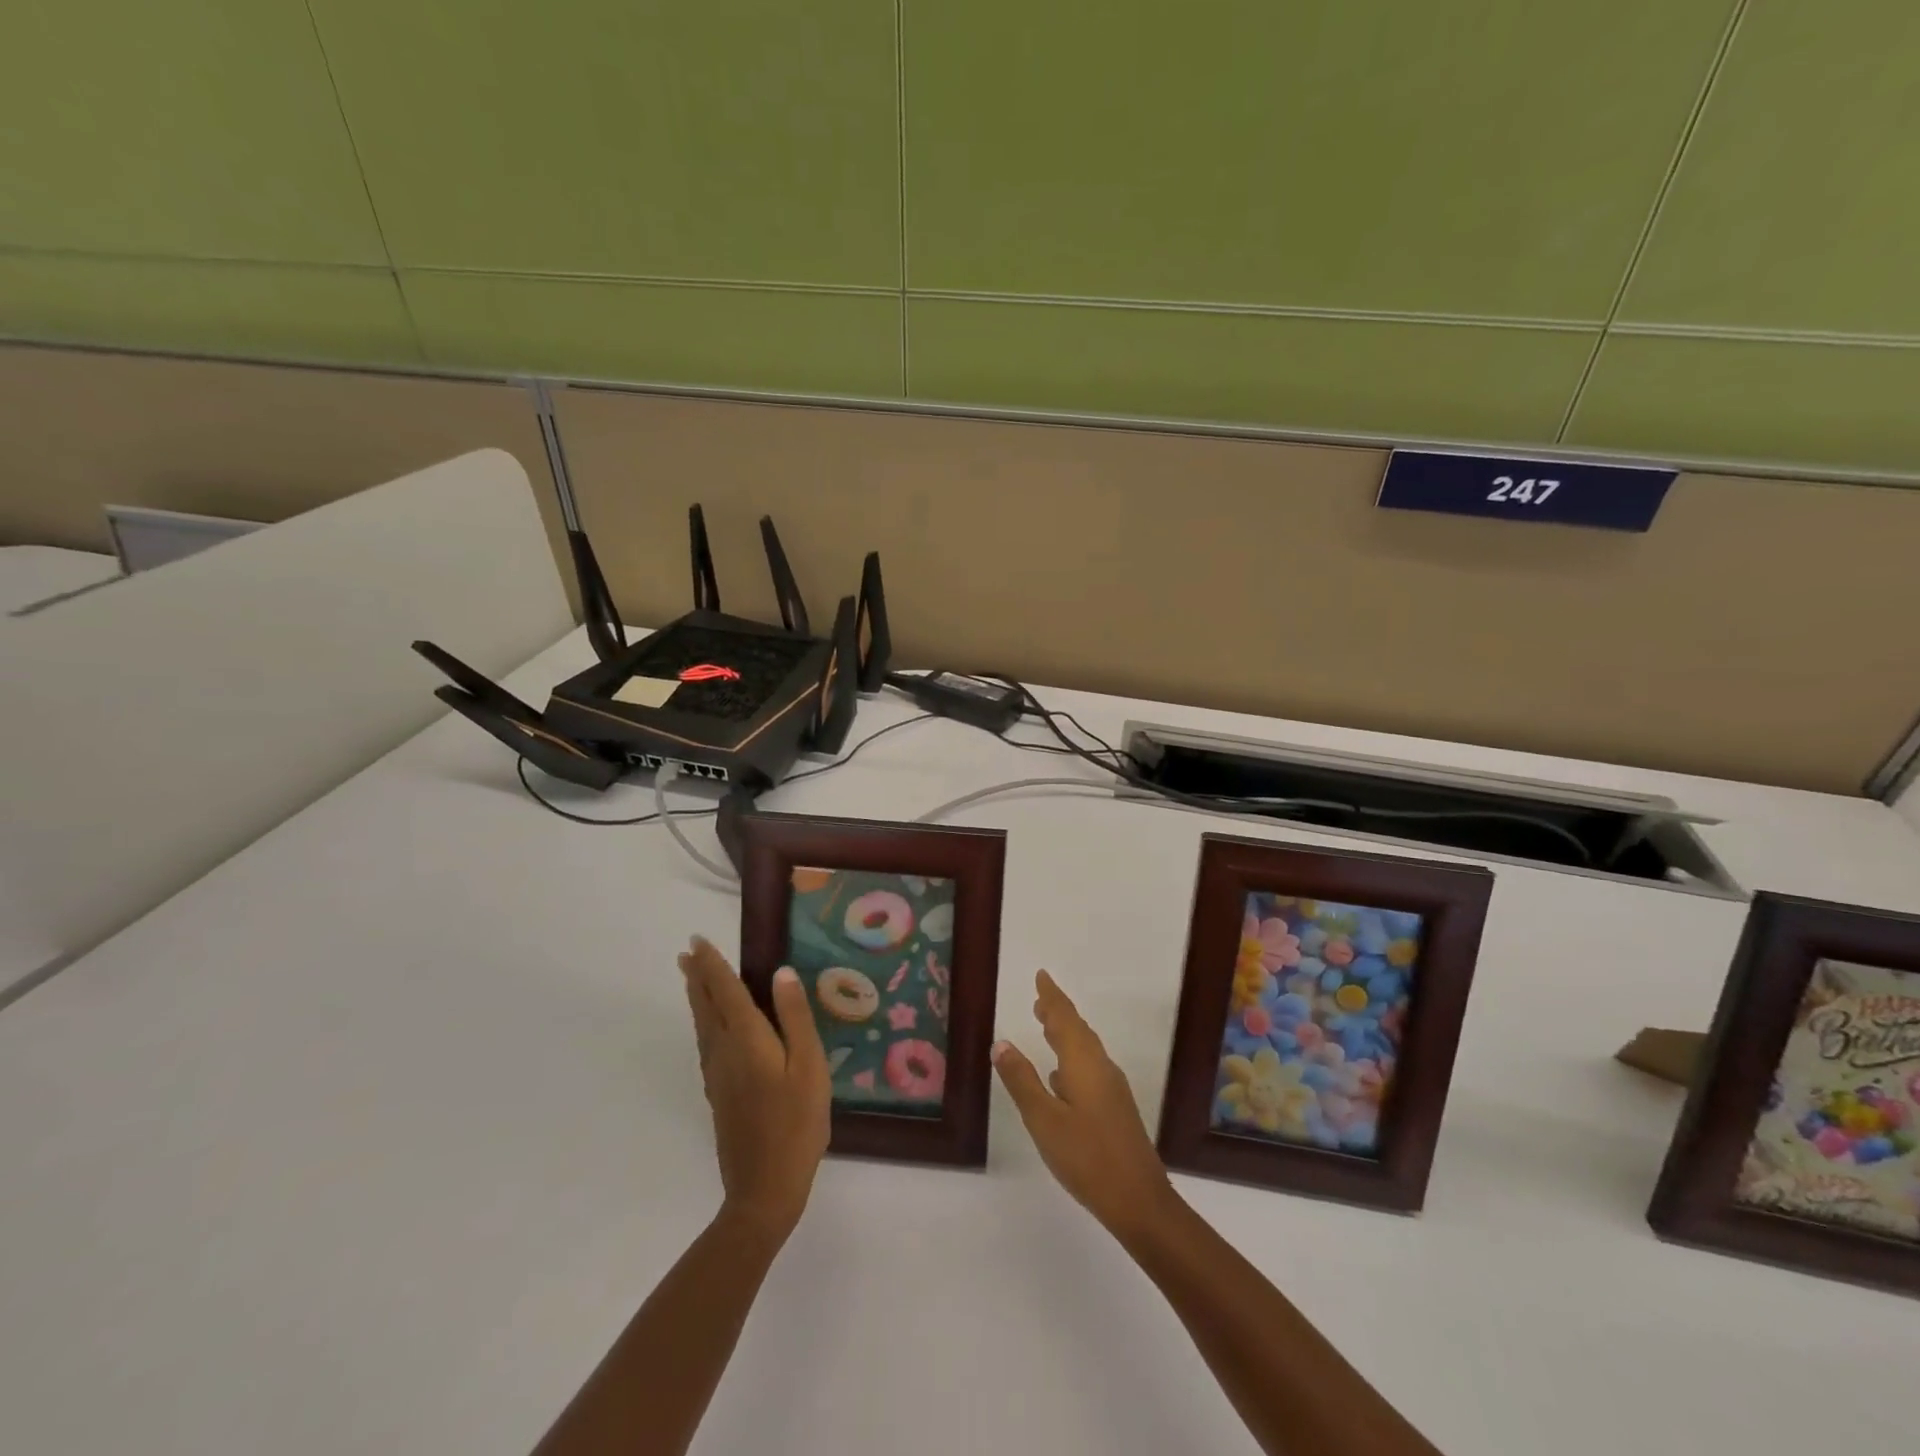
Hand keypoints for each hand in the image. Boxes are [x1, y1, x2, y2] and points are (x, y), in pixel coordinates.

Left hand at [679, 937, 830, 1239]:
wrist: (764, 1189)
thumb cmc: (797, 1123)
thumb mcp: (810, 1066)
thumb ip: (796, 1018)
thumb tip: (782, 973)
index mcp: (747, 1040)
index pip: (725, 991)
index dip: (712, 965)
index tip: (697, 941)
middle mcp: (724, 1052)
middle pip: (706, 1007)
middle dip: (697, 978)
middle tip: (686, 953)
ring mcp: (718, 1076)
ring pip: (702, 1026)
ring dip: (697, 999)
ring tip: (693, 980)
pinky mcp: (719, 1095)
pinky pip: (706, 1044)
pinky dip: (704, 1023)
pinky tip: (710, 1030)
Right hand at [993, 970, 1176, 1239]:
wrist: (1140, 1200)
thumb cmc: (1087, 1157)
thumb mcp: (1044, 1120)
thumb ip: (1022, 1080)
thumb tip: (1001, 1042)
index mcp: (1083, 1063)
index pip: (1065, 1019)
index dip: (1052, 996)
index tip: (1041, 975)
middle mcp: (1101, 1068)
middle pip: (1078, 1031)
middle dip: (1059, 1013)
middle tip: (1039, 998)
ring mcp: (1111, 1089)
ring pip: (1085, 1050)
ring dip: (1066, 1034)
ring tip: (1046, 1027)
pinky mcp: (1115, 1109)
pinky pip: (1089, 1068)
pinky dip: (1072, 1059)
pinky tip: (1060, 1077)